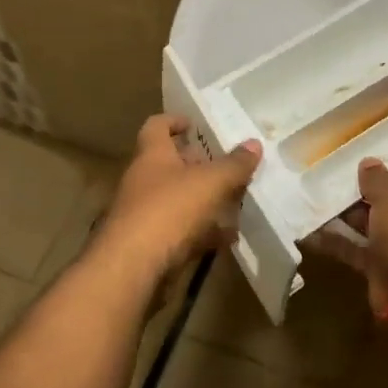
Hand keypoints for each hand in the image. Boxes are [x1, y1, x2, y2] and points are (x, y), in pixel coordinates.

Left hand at [97, 116, 261, 277]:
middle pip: (170, 165)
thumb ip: (234, 164)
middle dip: (198, 164)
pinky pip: (182, 232)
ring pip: (178, 200)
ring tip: (235, 200)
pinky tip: (228, 237)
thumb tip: (254, 143)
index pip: (157, 126)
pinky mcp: (151, 244)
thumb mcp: (210, 182)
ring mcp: (145, 214)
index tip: (195, 124)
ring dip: (203, 200)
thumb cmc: (169, 210)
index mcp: (152, 156)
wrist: (132, 267)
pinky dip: (203, 232)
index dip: (175, 121)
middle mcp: (143, 181)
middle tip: (227, 165)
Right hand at [307, 159, 387, 312]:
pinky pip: (357, 249)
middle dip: (361, 189)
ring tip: (312, 198)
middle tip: (328, 175)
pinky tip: (308, 232)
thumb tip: (368, 163)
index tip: (363, 157)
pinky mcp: (385, 265)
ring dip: (345, 215)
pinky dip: (336, 242)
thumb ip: (375, 177)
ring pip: (371, 222)